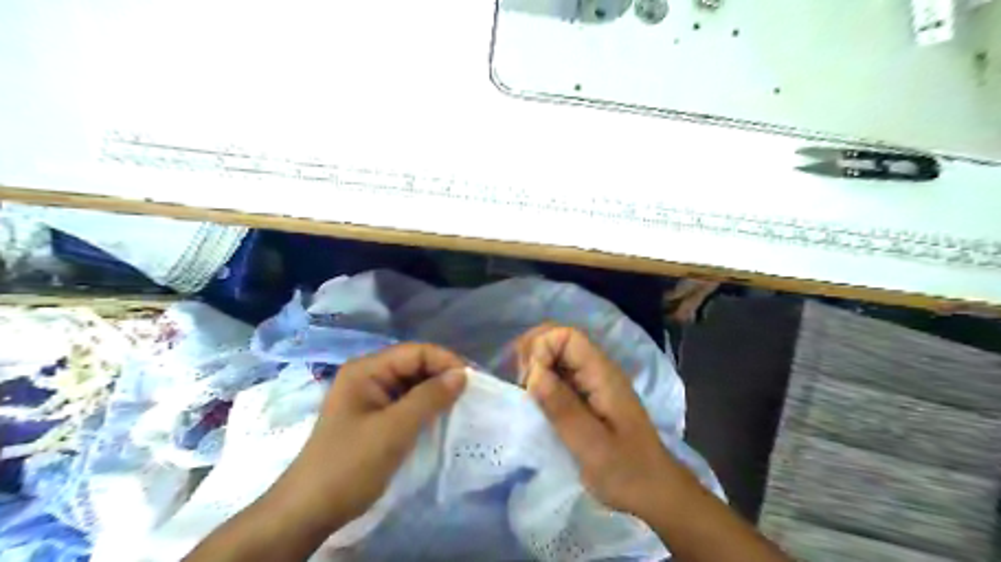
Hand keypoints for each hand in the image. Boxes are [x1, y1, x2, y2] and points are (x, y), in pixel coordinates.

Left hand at [265, 342, 470, 529]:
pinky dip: (426, 407)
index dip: (446, 361)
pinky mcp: (375, 417)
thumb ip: (430, 397)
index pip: (415, 352)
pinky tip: (442, 417)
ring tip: (463, 404)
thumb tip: (462, 375)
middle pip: (414, 365)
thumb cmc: (351, 464)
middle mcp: (368, 376)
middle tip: (472, 393)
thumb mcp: (394, 429)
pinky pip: (407, 402)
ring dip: (436, 392)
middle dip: (443, 376)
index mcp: (366, 369)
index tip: (473, 380)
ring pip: (413, 384)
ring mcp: (371, 397)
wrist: (310, 510)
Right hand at [515, 322, 688, 518]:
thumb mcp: (592, 445)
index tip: (529, 381)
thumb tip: (533, 373)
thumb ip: (562, 408)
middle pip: (559, 340)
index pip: (567, 336)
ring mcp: (592, 383)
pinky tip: (534, 404)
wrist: (656, 492)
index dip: (542, 348)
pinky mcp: (587, 397)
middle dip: (533, 354)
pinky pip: (559, 377)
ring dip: (534, 369)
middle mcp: (597, 371)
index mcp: (602, 374)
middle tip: (521, 387)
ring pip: (556, 357)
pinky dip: (541, 383)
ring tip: (525, 397)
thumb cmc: (627, 472)